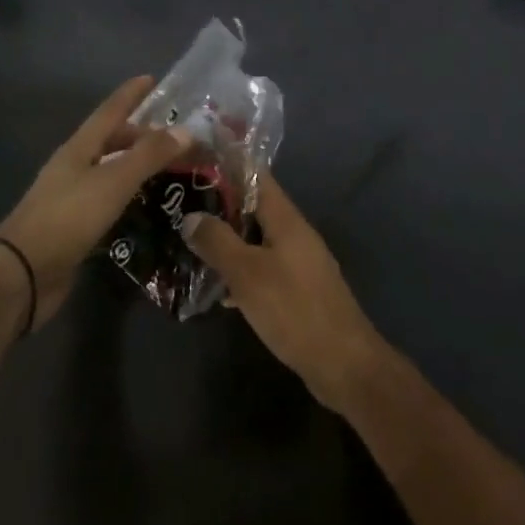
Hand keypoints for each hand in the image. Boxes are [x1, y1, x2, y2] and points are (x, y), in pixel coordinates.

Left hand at [0, 76, 190, 328]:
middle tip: (173, 135)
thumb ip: (149, 155)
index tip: (151, 78)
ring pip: (110, 170)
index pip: (110, 111)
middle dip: (139, 133)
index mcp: (79, 148)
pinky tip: (145, 203)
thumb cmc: (67, 218)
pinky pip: (108, 199)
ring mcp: (71, 197)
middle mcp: (73, 167)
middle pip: (110, 140)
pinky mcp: (74, 226)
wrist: (22, 276)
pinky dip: (129, 194)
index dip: (130, 94)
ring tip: (167, 167)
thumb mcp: (113, 182)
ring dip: (136, 165)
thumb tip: (186, 129)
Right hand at [180, 176, 389, 412]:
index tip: (196, 161)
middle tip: (181, 205)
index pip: (256, 176)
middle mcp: (294, 233)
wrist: (343, 363)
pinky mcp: (298, 290)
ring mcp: (299, 262)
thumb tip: (191, 216)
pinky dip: (241, 271)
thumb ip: (218, 242)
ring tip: (190, 243)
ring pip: (256, 240)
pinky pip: (263, 268)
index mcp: (286, 219)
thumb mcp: (247, 273)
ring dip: (228, 241)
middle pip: (254, 208)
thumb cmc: (293, 309)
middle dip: (220, 206)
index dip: (228, 165)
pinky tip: (217, 289)